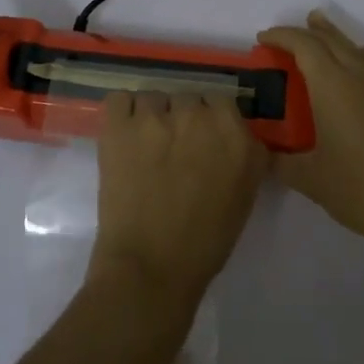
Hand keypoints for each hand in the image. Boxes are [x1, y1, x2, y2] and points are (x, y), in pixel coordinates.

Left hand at [89, 92, 267, 309]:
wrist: (151, 265)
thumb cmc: (204, 242)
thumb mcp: (244, 195)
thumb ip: (244, 156)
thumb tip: (232, 137)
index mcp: (235, 136)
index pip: (222, 102)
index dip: (209, 120)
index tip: (201, 141)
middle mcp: (198, 117)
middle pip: (187, 98)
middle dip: (181, 118)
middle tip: (173, 149)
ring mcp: (156, 118)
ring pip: (153, 98)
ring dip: (151, 117)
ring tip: (144, 146)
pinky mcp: (119, 126)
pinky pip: (120, 99)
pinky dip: (121, 113)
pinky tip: (123, 136)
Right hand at [259, 10, 363, 256]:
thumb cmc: (362, 189)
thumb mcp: (311, 180)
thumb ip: (281, 163)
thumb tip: (262, 155)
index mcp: (333, 88)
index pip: (305, 46)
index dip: (282, 37)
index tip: (262, 39)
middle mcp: (360, 80)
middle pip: (332, 41)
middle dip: (306, 31)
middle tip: (283, 34)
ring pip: (356, 50)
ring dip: (334, 36)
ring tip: (320, 26)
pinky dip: (357, 56)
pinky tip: (359, 65)